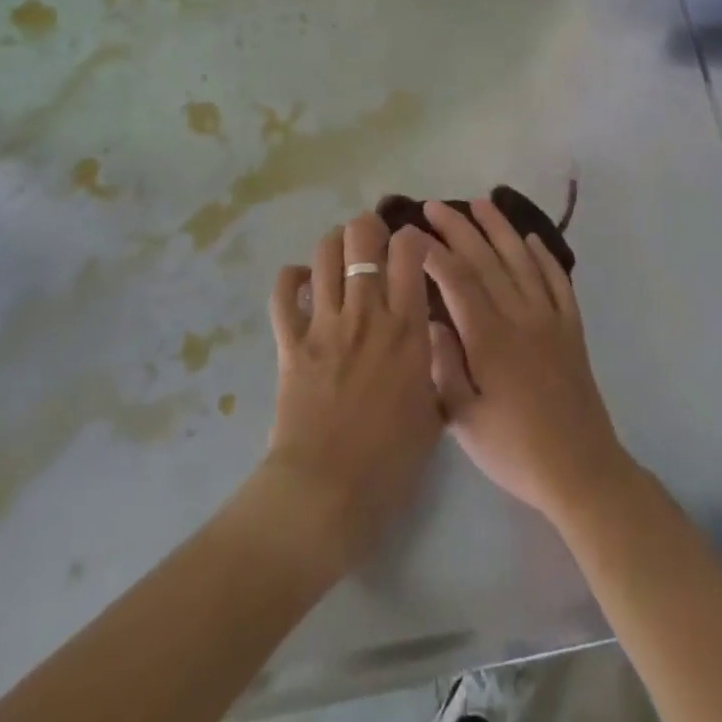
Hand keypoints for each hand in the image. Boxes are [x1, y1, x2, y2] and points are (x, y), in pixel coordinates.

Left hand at [263, 212, 442, 573]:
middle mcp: (366, 313)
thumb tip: (433, 340)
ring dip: (334, 244)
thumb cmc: (390, 462)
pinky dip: (291, 278)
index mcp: (407, 328)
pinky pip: (283, 292)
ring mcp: (324, 323)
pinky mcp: (290, 342)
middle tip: (374, 242)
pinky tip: (303, 282)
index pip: (409, 252)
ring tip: (341, 255)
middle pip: (361, 238)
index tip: (413, 247)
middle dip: (369, 227)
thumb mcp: (434, 413)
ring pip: (324, 254)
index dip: (412, 237)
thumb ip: (438, 368)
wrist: (327, 494)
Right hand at [421, 198, 634, 526]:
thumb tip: (429, 320)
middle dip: (459, 228)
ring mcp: (550, 318)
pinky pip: (558, 281)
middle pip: (487, 259)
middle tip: (435, 206)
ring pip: (522, 260)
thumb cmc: (514, 449)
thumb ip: (444, 366)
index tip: (412, 233)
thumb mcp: (464, 419)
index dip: (433, 252)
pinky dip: (544, 256)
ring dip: (500, 228)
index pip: (457, 280)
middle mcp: (521, 316)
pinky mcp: (571, 328)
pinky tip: (532, 239)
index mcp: (490, 337)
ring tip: (481, 202)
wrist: (581, 471)